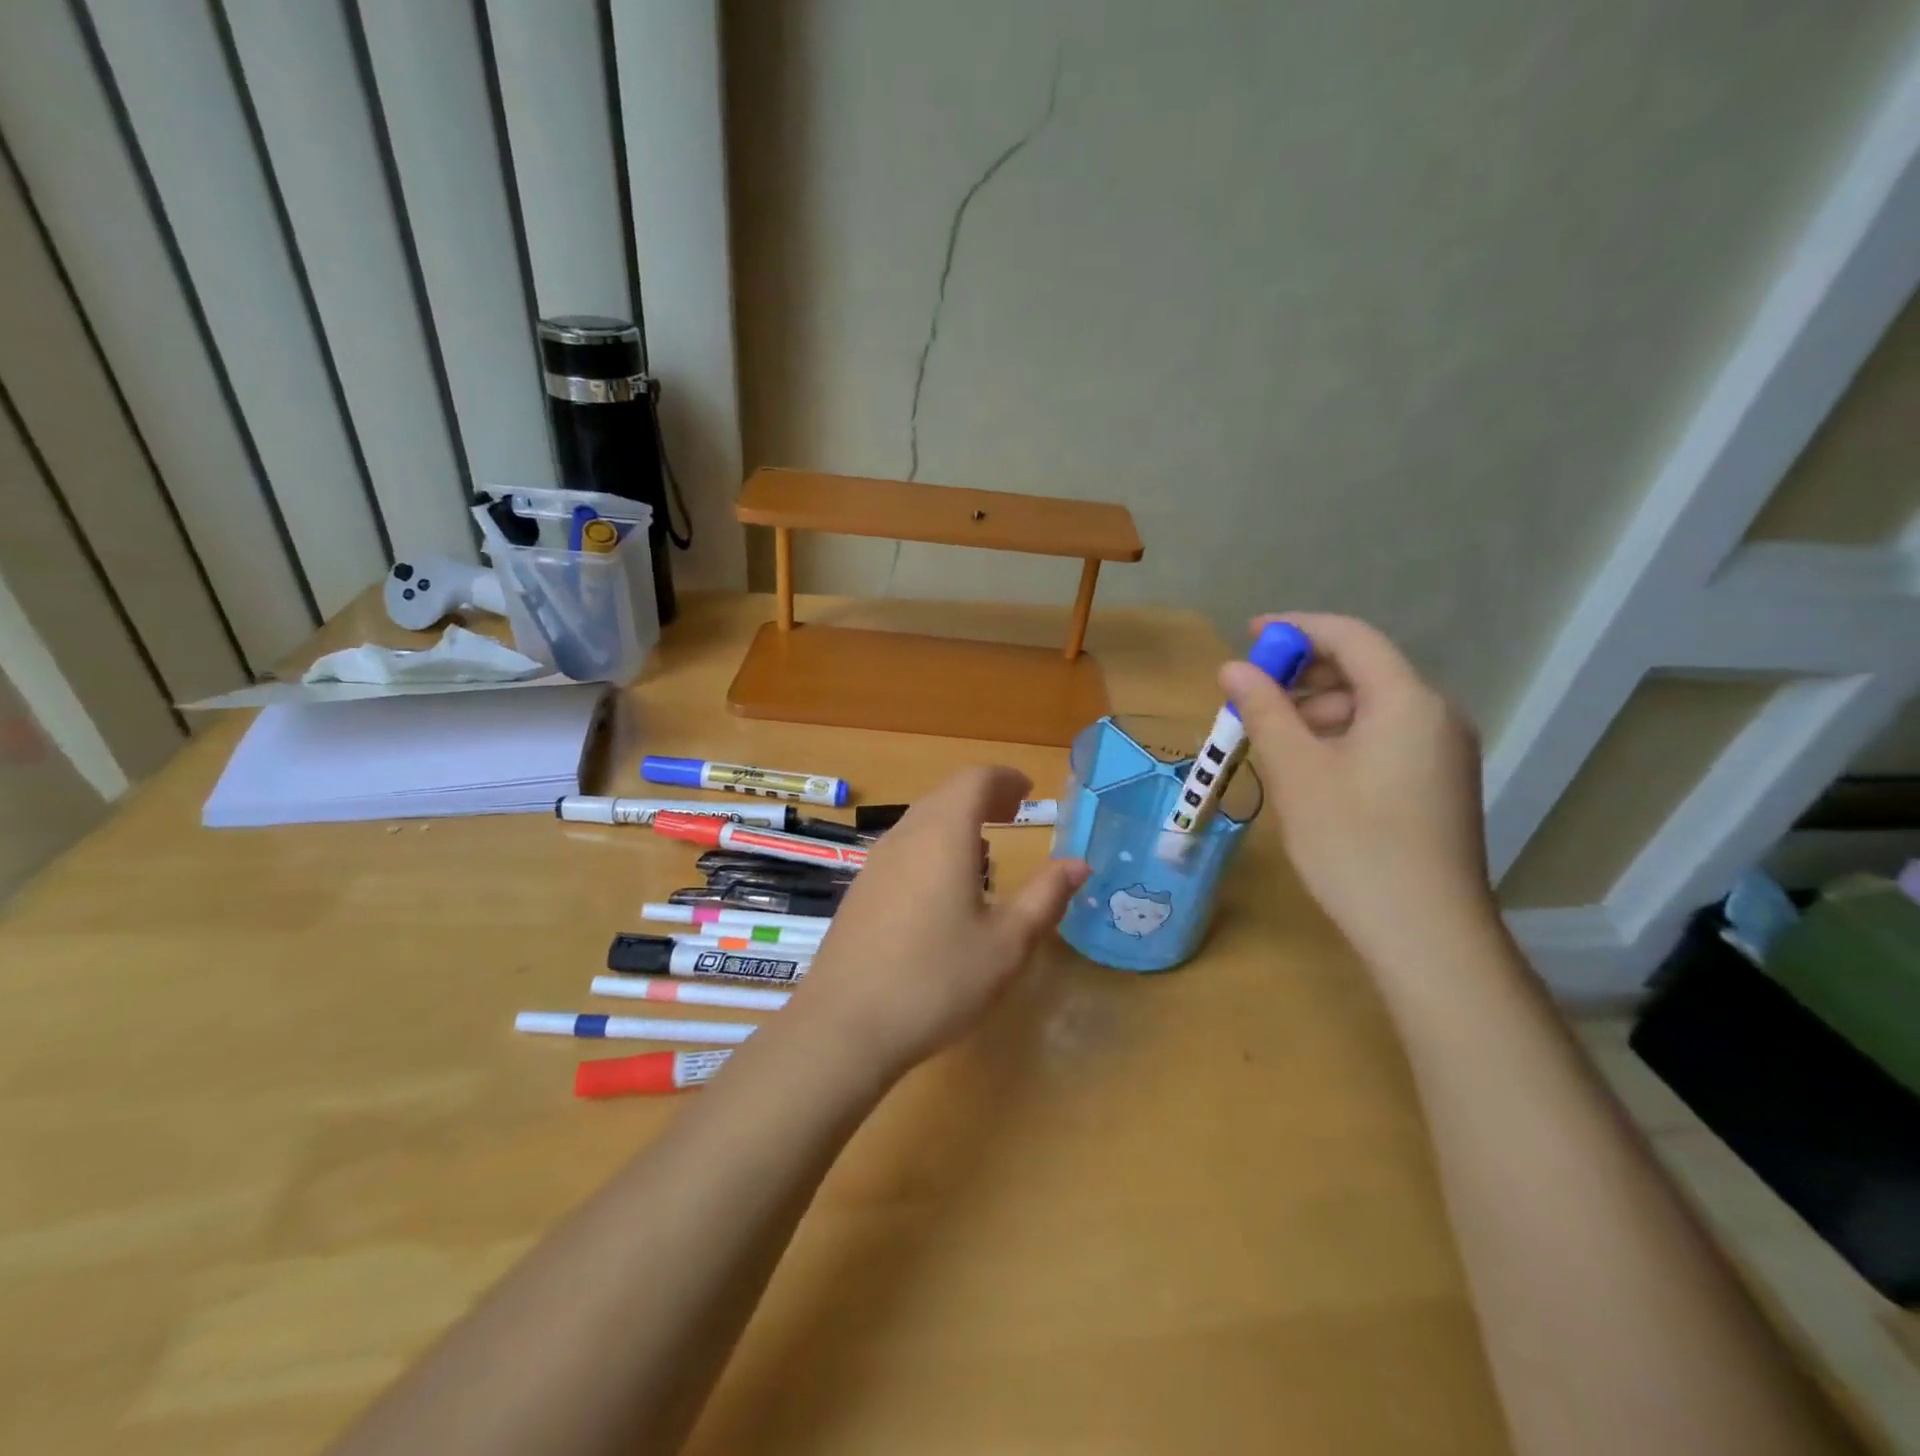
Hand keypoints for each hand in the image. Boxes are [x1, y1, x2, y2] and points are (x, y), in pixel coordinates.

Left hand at [787, 767, 1088, 1080]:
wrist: (845, 1026)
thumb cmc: (938, 980)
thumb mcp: (1007, 943)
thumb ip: (1045, 896)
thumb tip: (1077, 864)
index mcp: (943, 834)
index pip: (975, 779)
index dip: (1005, 779)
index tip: (1029, 791)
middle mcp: (905, 836)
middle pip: (946, 795)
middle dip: (983, 797)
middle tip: (1014, 813)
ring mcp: (876, 863)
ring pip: (922, 821)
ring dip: (957, 822)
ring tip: (986, 850)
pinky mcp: (860, 890)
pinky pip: (904, 848)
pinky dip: (933, 846)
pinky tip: (945, 889)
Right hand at [1221, 613, 1495, 971]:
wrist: (1426, 934)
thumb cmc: (1353, 843)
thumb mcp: (1296, 771)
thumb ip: (1263, 710)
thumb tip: (1233, 668)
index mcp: (1407, 700)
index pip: (1350, 637)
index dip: (1296, 628)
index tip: (1248, 635)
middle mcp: (1436, 715)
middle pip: (1362, 672)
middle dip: (1301, 678)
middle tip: (1249, 702)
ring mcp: (1443, 753)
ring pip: (1370, 709)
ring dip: (1316, 713)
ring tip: (1269, 744)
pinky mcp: (1438, 785)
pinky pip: (1383, 739)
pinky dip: (1340, 740)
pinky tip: (1307, 772)